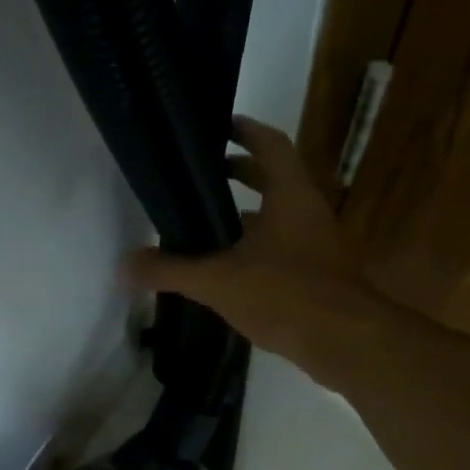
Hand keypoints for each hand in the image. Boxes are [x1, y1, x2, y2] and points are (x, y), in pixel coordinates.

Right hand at [125, 117, 376, 380]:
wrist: (345, 342)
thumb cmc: (285, 294)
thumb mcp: (219, 281)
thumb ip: (171, 271)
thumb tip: (124, 266)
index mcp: (290, 196)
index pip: (270, 145)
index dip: (246, 131)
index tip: (221, 127)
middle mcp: (309, 212)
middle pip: (276, 180)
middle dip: (242, 174)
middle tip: (206, 177)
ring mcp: (319, 246)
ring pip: (281, 218)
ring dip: (249, 217)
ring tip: (209, 227)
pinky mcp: (320, 277)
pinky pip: (285, 251)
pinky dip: (259, 251)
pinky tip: (233, 273)